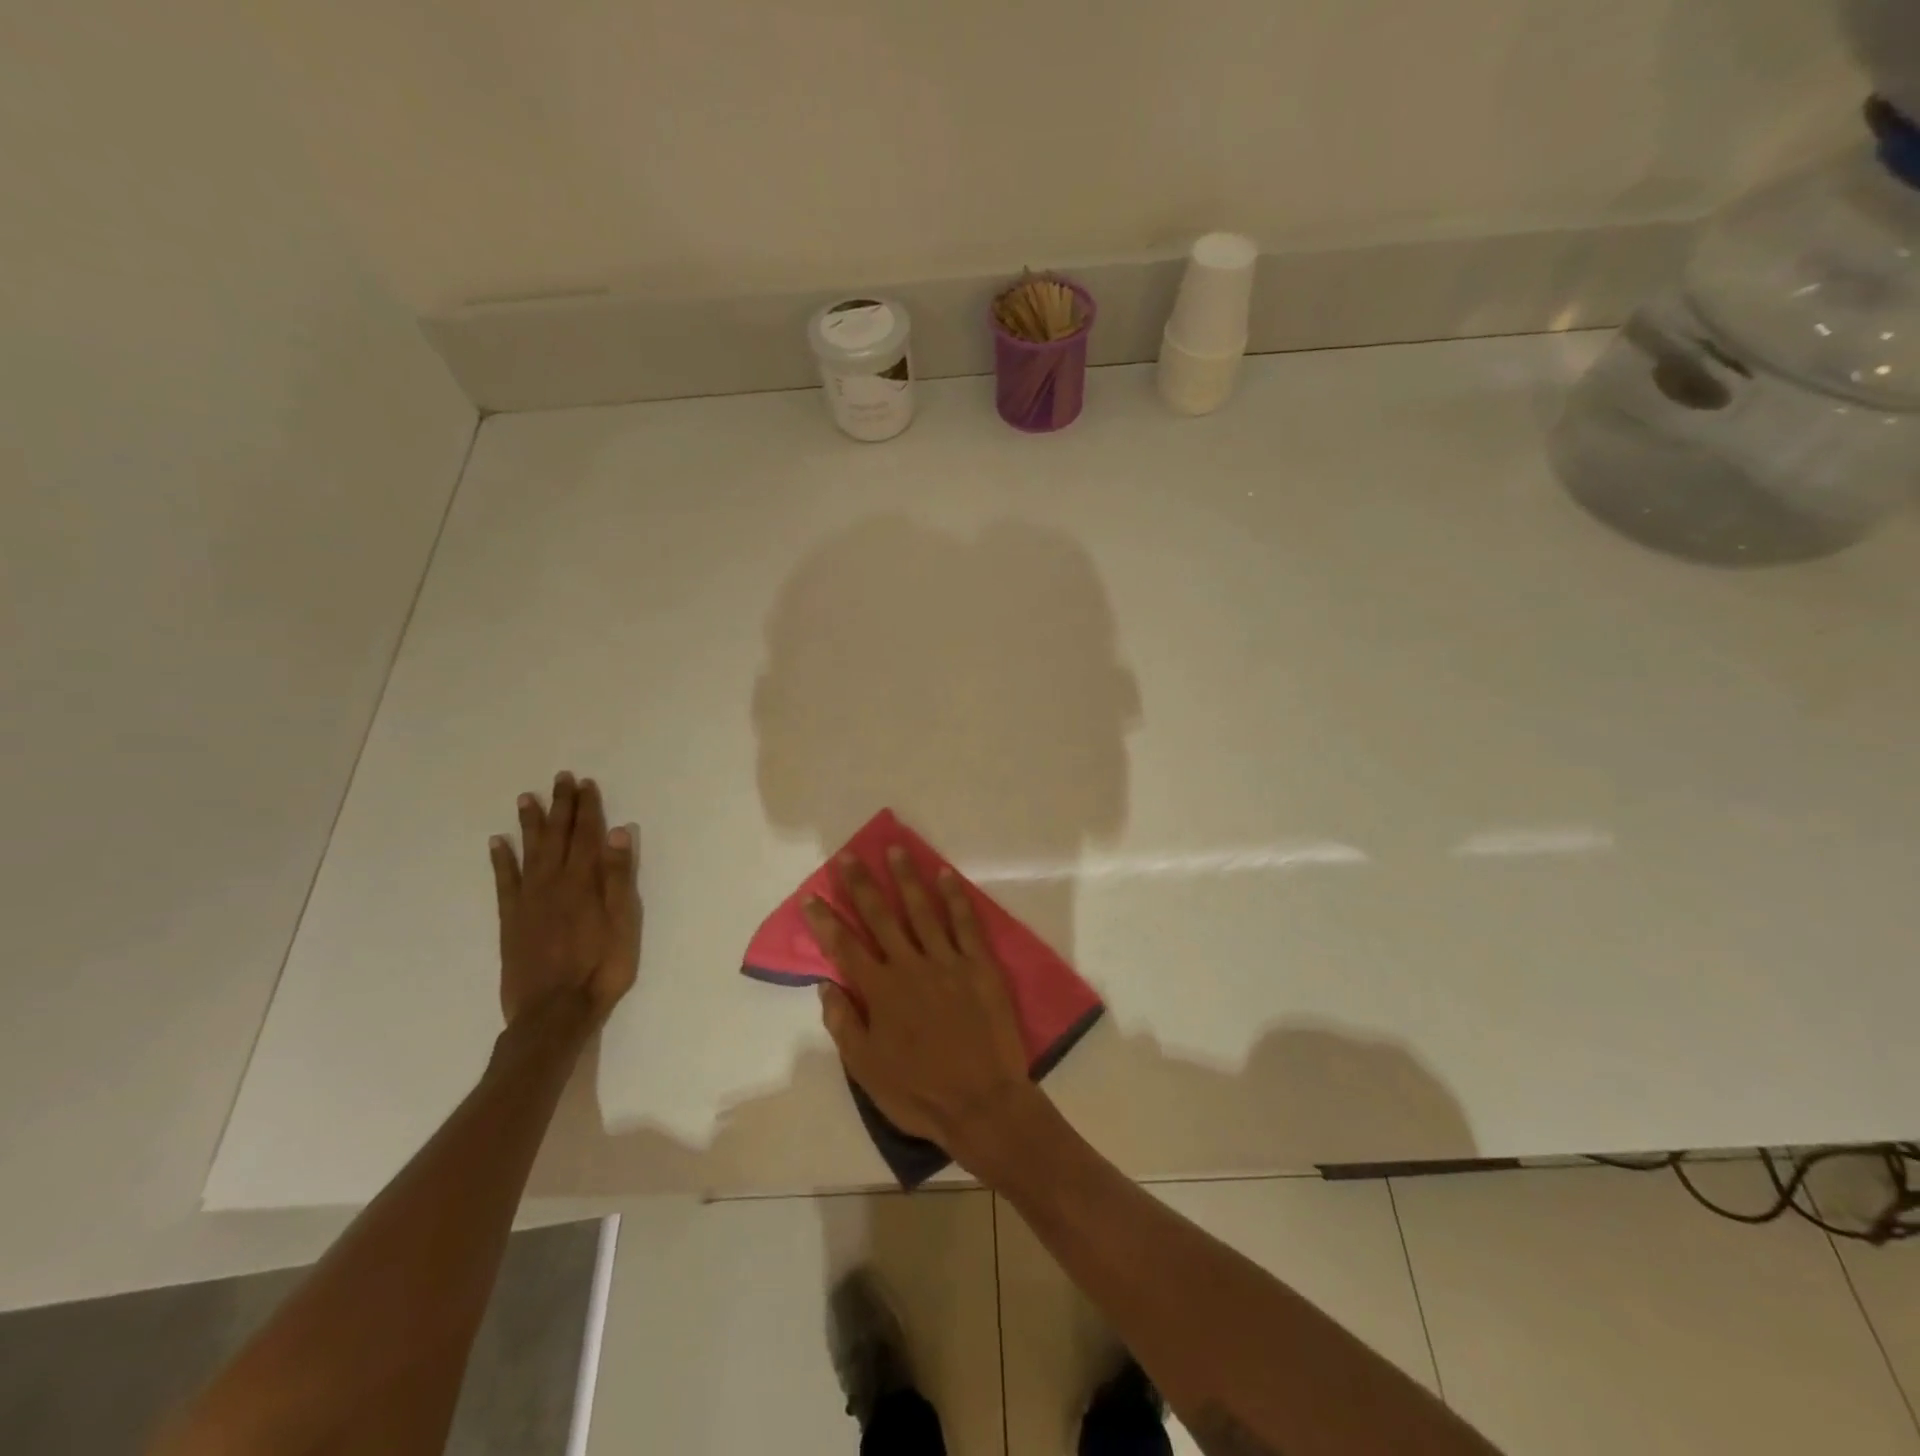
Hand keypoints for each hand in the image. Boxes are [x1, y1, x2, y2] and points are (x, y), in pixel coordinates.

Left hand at [490, 772, 641, 1028]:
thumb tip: (618, 833)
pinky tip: (497, 843)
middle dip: (561, 806)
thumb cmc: (601, 969)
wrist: (554, 1013)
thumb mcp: (624, 924)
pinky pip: (504, 882)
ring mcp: (528, 901)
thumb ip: (619, 878)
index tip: (586, 784)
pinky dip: (501, 860)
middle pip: (558, 836)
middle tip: (560, 778)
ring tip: (527, 798)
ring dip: (530, 824)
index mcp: (584, 882)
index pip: (587, 835)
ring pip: (529, 852)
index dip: (588, 808)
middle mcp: (553, 883)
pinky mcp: (511, 920)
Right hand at [807, 848, 1037, 1171]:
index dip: (825, 920)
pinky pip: (966, 923)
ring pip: (922, 910)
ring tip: (895, 849)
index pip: (845, 947)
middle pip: (881, 917)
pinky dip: (955, 898)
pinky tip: (946, 875)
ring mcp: (947, 961)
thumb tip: (825, 984)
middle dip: (862, 885)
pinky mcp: (979, 965)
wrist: (982, 1102)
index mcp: (880, 991)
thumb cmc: (919, 1091)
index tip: (811, 896)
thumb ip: (843, 1023)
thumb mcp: (866, 1069)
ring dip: (906, 879)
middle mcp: (910, 966)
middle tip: (849, 856)